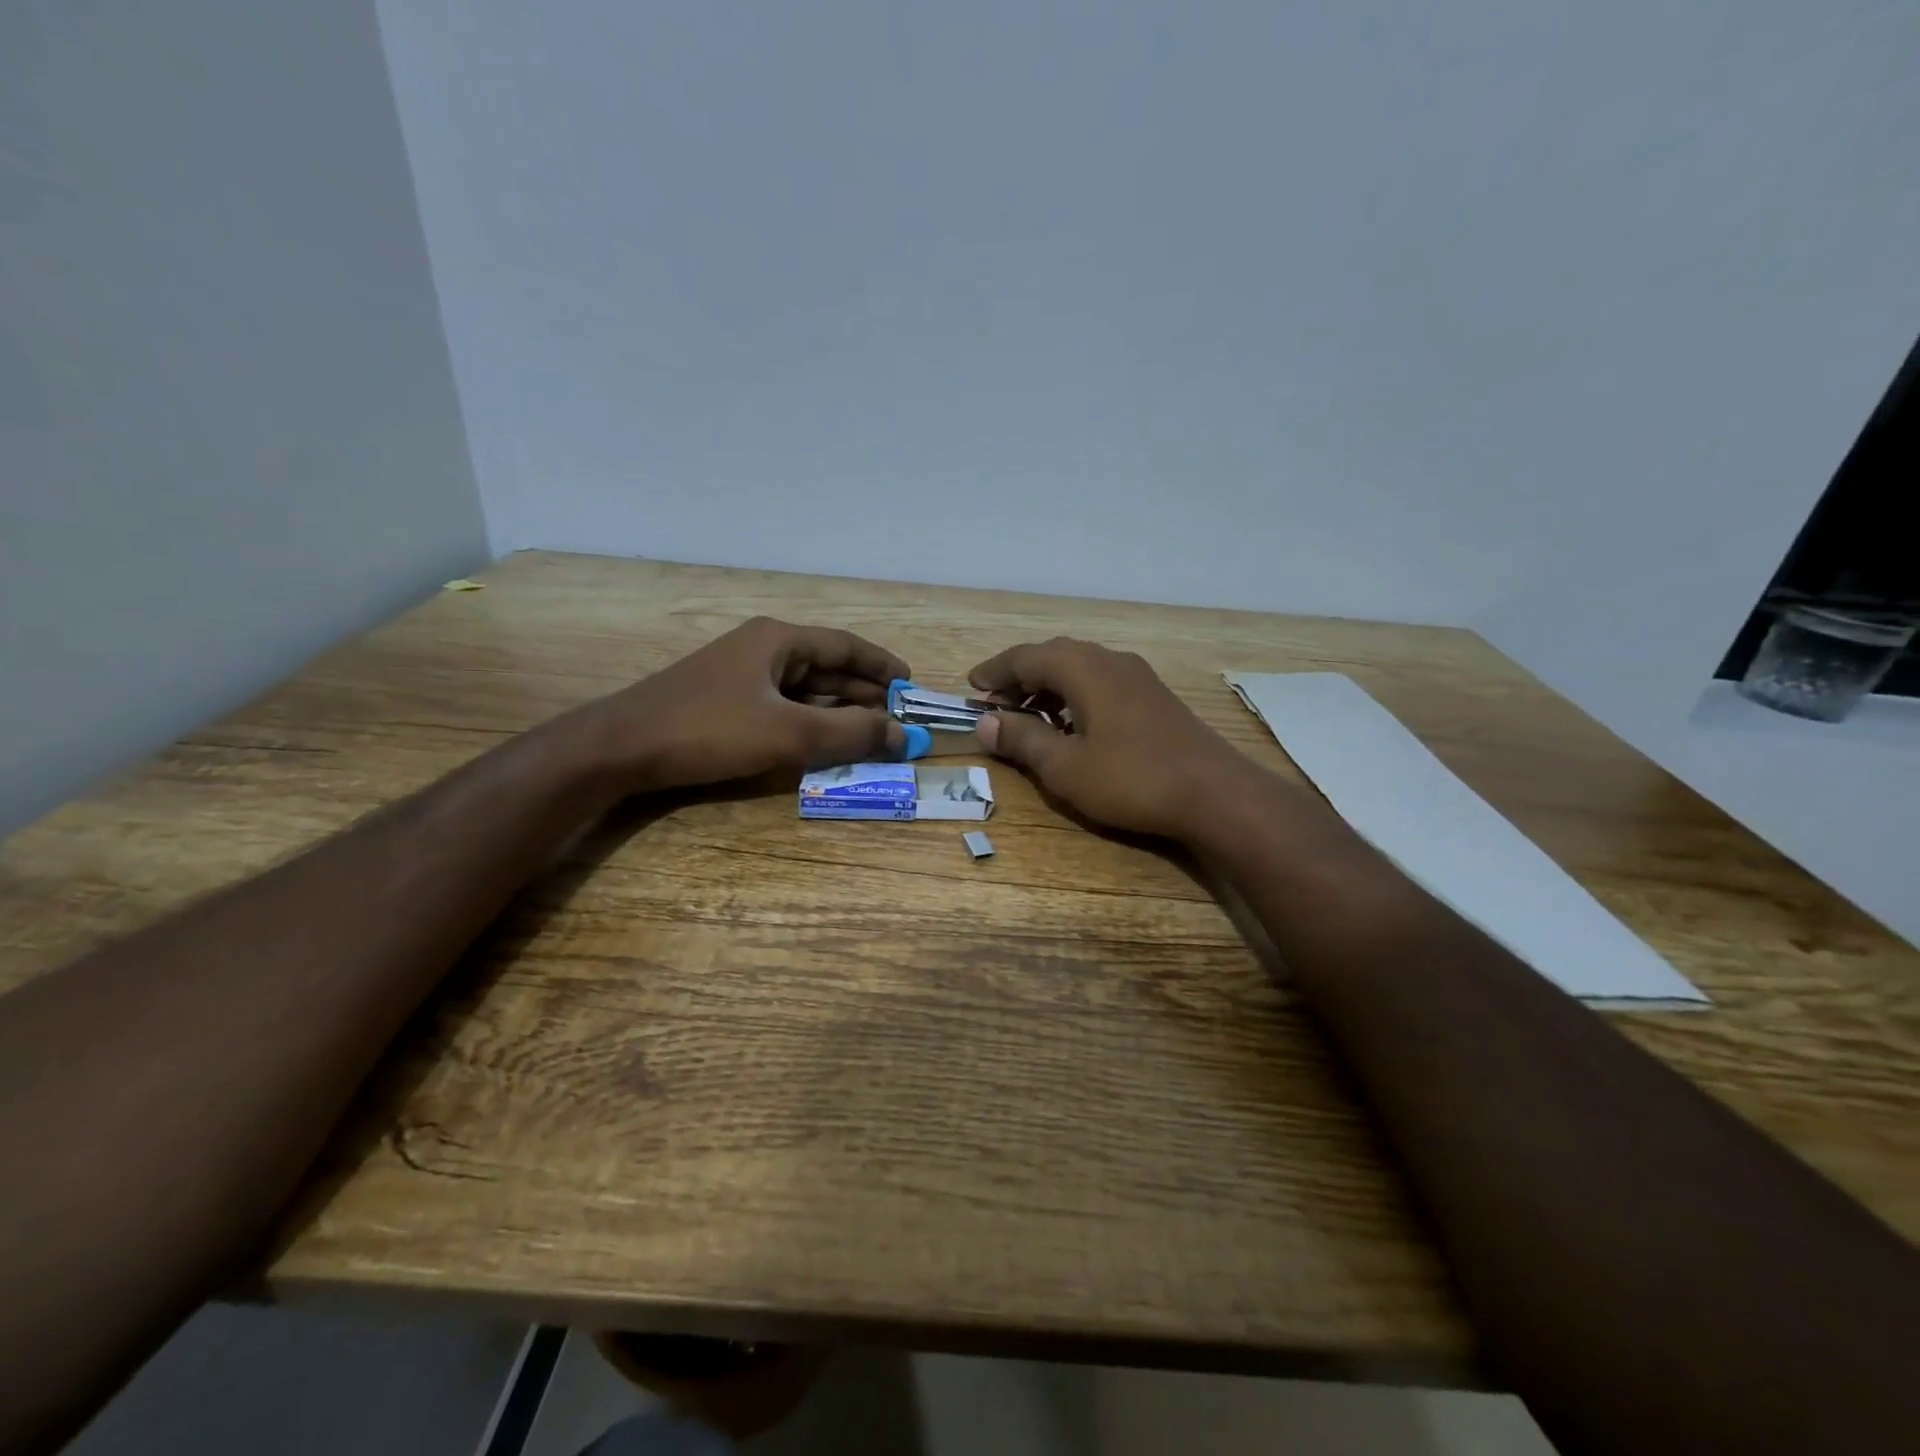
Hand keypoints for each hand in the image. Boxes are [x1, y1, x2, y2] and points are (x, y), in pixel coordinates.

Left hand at [595, 618, 909, 792]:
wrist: (620, 747)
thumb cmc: (709, 730)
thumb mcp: (788, 734)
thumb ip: (850, 735)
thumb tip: (903, 736)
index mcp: (779, 641)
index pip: (846, 647)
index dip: (881, 666)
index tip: (910, 686)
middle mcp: (763, 650)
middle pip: (827, 667)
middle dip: (864, 694)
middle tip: (896, 720)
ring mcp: (741, 676)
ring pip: (805, 690)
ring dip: (838, 711)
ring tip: (870, 734)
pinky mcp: (725, 702)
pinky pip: (782, 707)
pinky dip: (809, 722)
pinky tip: (824, 743)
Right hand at [968, 638, 1253, 839]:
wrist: (1215, 793)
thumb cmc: (1131, 779)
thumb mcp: (1065, 767)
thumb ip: (1022, 739)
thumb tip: (986, 723)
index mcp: (1084, 669)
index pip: (1026, 657)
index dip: (994, 671)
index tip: (971, 686)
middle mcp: (1110, 661)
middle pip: (1054, 656)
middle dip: (1020, 677)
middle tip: (996, 704)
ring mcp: (1138, 677)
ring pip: (1080, 668)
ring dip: (1048, 686)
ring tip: (1028, 715)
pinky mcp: (1154, 697)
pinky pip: (1102, 682)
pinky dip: (1075, 695)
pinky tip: (1073, 725)